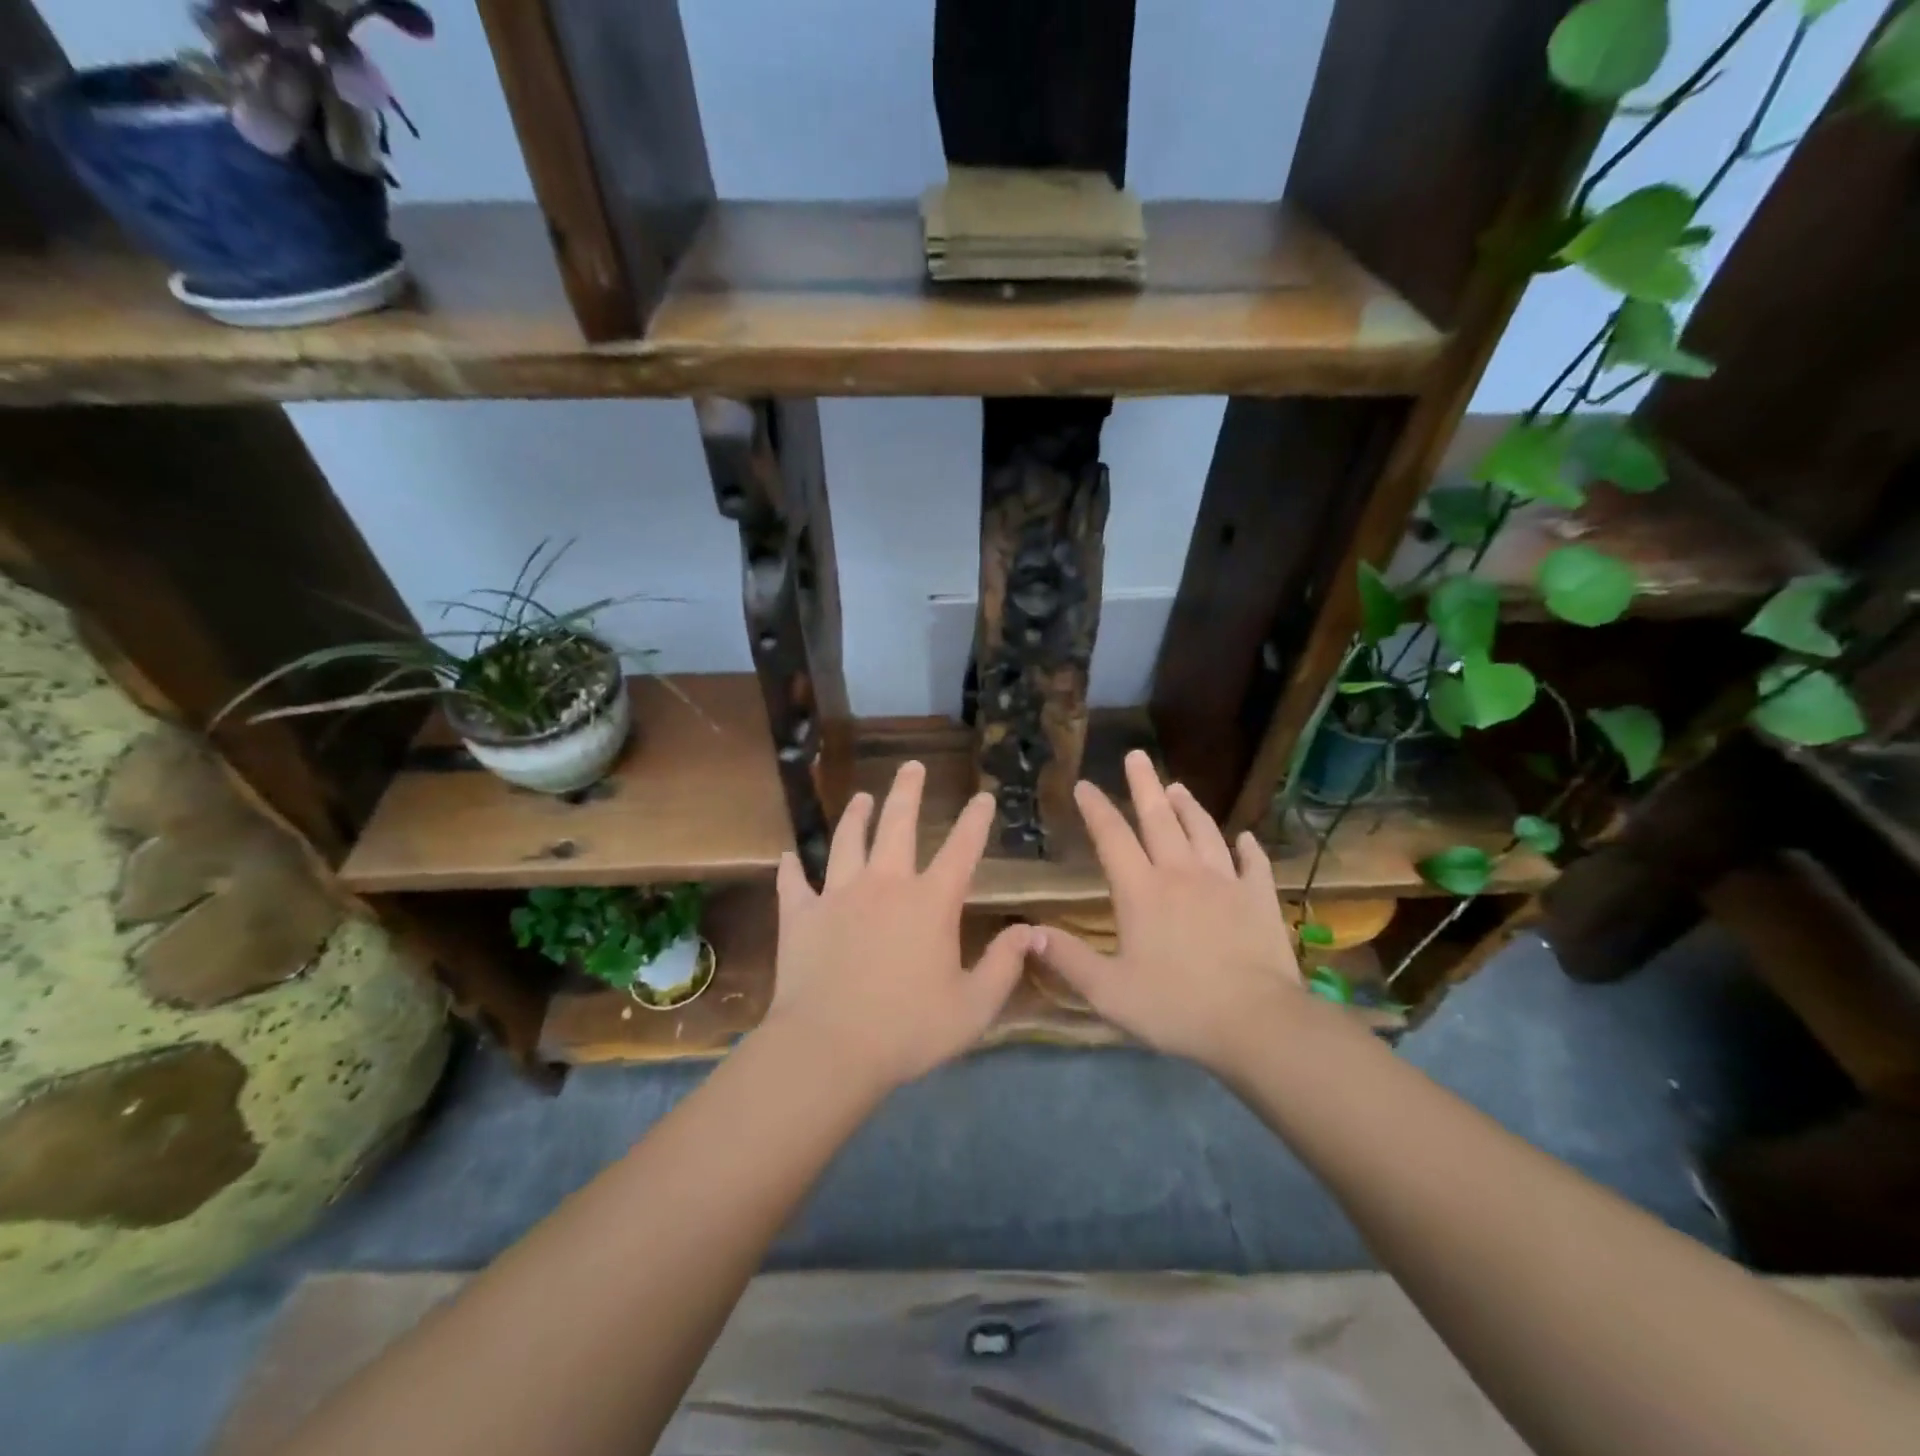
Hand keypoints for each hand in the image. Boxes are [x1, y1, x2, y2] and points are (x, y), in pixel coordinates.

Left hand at [761, 760, 1033, 1092]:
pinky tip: (787, 856)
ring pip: (847, 842)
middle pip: (898, 825)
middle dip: (908, 792)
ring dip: (855, 817)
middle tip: (912, 766)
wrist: (830, 1048)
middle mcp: (885, 885)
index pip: (961, 850)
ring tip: (862, 797)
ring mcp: (838, 895)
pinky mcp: (801, 915)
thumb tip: (1030, 931)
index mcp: (930, 902)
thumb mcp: (974, 1006)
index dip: (975, 821)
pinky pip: (793, 883)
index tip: (983, 797)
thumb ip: (1004, 965)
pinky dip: (790, 868)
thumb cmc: (909, 1029)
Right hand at [1034, 750, 1303, 1070]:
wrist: (1256, 1022)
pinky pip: (1253, 864)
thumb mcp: (1109, 992)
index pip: (1112, 838)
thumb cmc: (1176, 1006)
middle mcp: (1181, 874)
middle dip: (1144, 785)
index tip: (1084, 784)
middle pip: (1159, 819)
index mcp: (1141, 891)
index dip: (1096, 809)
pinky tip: (1245, 838)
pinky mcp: (1259, 899)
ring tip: (1178, 786)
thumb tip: (1030, 932)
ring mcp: (1225, 882)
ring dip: (1189, 807)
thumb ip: (1068, 960)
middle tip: (1137, 755)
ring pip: (1203, 832)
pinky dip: (1247, 848)